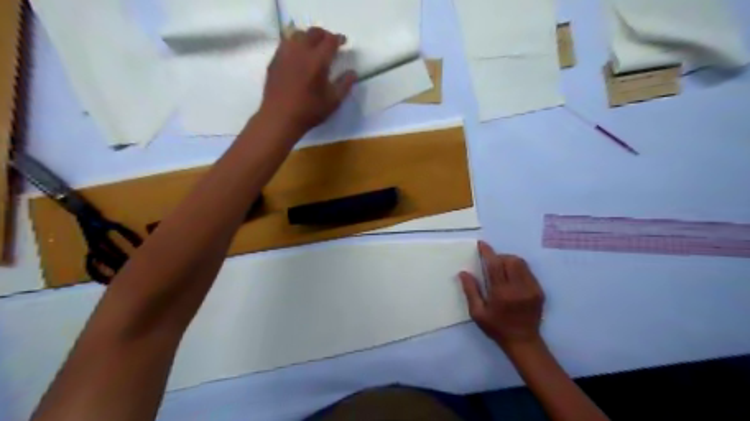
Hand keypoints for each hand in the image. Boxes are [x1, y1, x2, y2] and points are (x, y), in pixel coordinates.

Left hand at [262, 26, 356, 136]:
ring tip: (313, 46)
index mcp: (317, 60)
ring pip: (297, 34)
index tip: (344, 42)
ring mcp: (285, 54)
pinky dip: (295, 44)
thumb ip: (345, 85)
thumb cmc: (309, 111)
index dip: (339, 39)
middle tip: (330, 42)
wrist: (280, 118)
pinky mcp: (274, 61)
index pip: (330, 41)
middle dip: (324, 34)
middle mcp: (300, 51)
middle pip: (313, 33)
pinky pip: (285, 44)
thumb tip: (352, 73)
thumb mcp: (333, 101)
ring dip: (308, 36)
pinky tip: (297, 55)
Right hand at [457, 242, 544, 349]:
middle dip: (500, 257)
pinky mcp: (539, 291)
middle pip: (511, 260)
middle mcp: (519, 288)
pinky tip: (512, 280)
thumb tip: (463, 273)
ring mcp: (532, 289)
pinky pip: (528, 272)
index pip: (495, 265)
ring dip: (509, 262)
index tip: (482, 245)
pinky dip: (518, 270)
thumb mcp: (477, 313)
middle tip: (492, 264)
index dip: (487, 252)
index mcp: (502, 293)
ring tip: (502, 271)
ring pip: (521, 263)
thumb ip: (470, 291)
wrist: (523, 342)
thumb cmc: (497, 328)